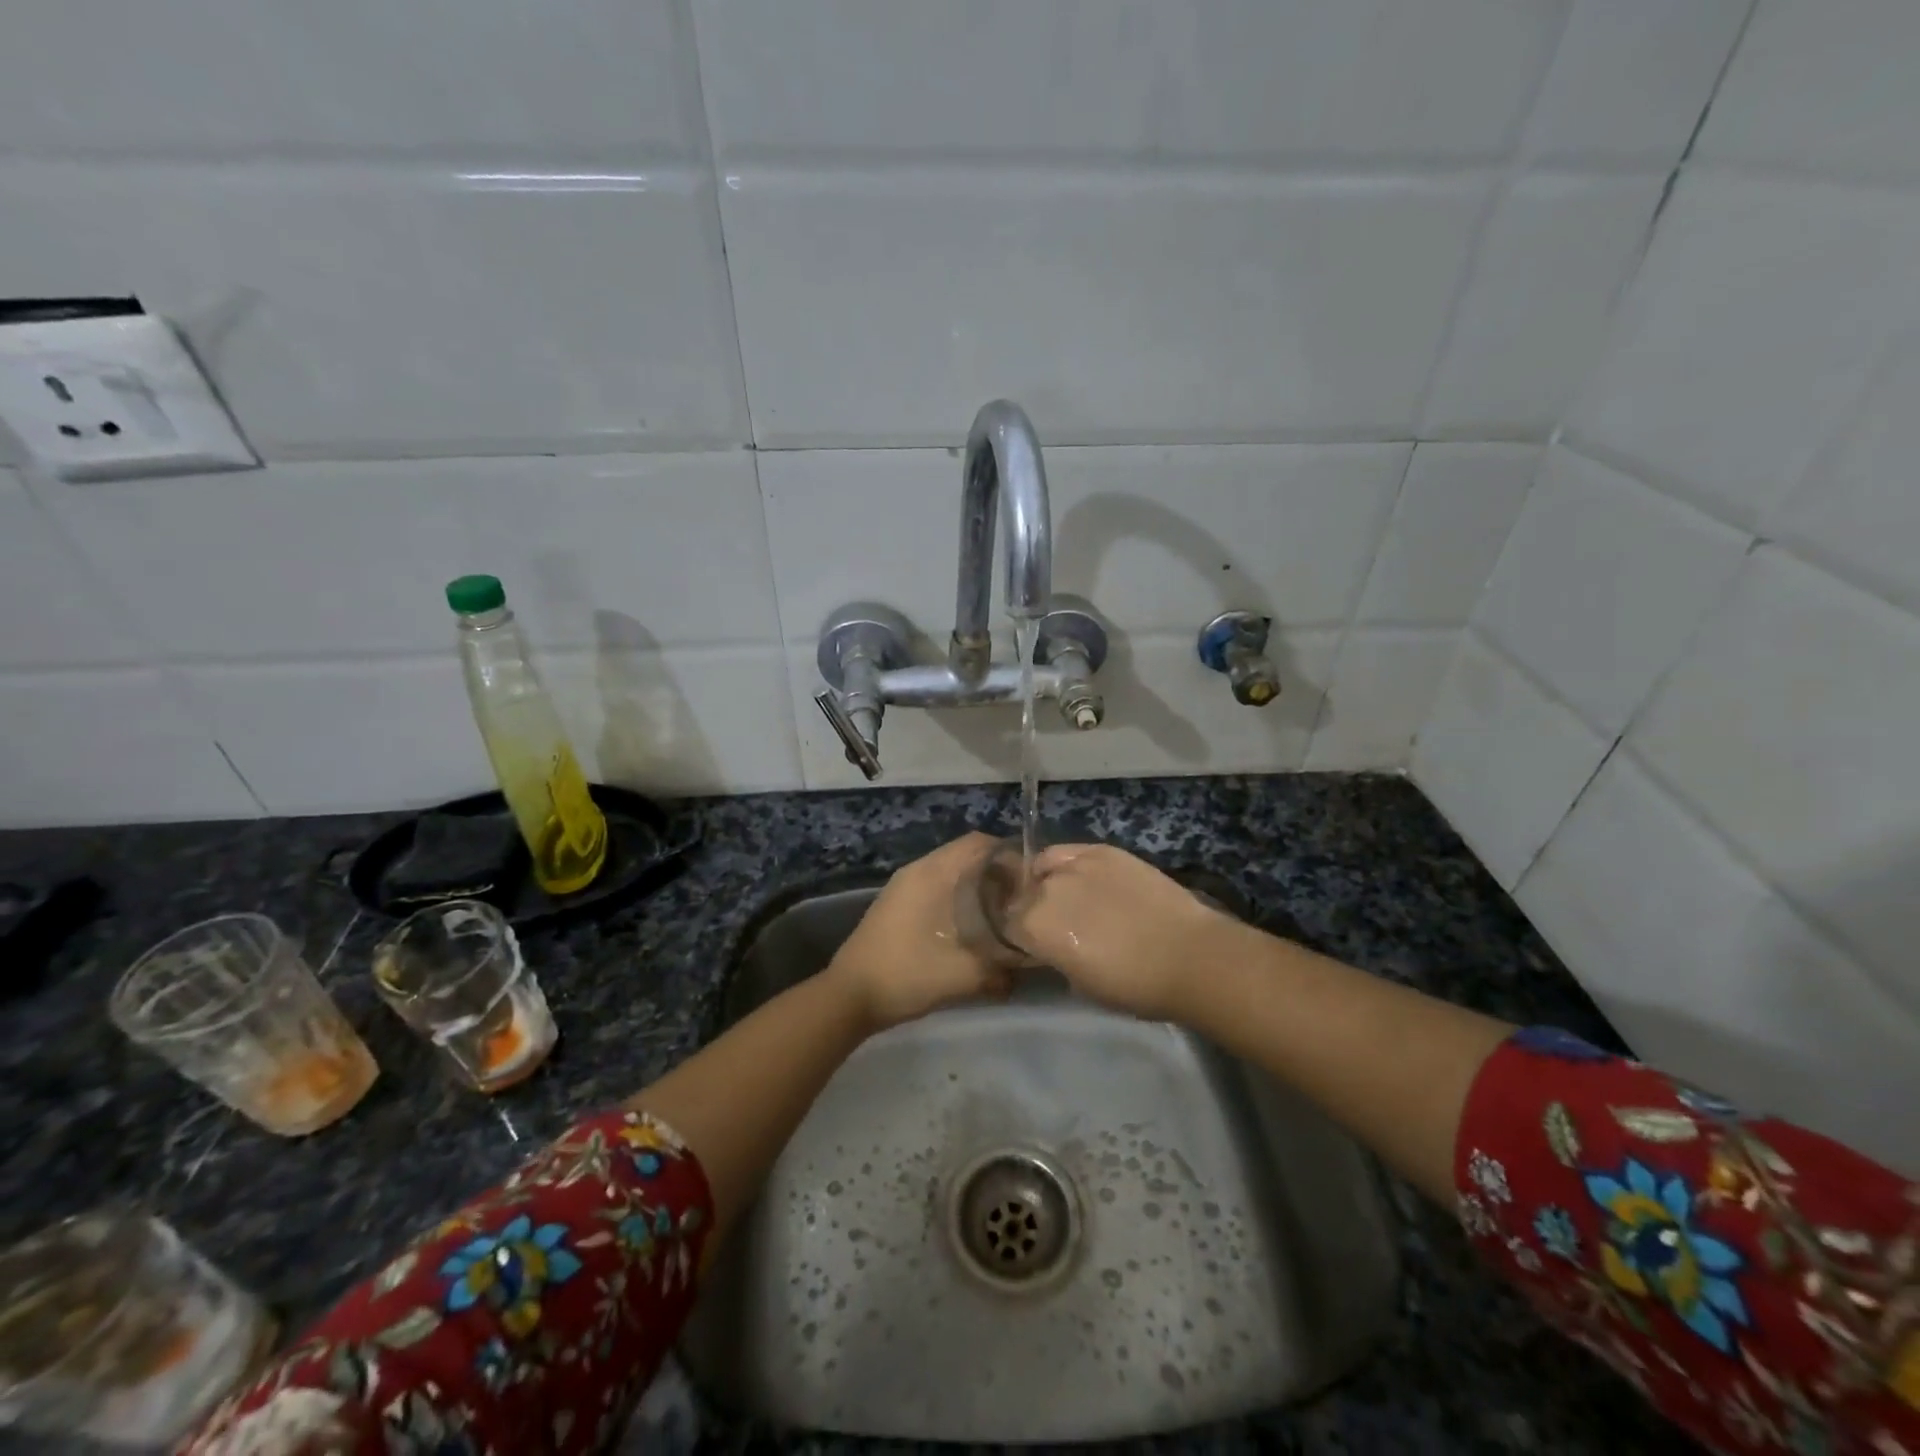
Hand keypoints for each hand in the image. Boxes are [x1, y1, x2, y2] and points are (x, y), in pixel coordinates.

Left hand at [826, 833, 1013, 1030]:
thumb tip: (1029, 962)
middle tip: (1022, 901)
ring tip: (1003, 915)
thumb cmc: (906, 975)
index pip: (980, 843)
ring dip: (979, 887)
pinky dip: (960, 898)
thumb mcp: (963, 975)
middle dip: (999, 873)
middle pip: (968, 855)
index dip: (1012, 857)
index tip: (1032, 883)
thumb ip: (1002, 968)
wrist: (848, 996)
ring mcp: (904, 886)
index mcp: (932, 873)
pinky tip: (972, 927)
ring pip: (952, 872)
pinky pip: (938, 887)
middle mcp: (918, 870)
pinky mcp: (898, 904)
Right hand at [1009, 843, 1240, 1020]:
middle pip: (1023, 894)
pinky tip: (1086, 878)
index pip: (1008, 925)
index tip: (1034, 946)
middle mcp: (1046, 889)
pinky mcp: (1104, 850)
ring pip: (1043, 866)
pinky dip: (1070, 864)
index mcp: (1034, 926)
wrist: (1189, 956)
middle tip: (1055, 925)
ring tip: (1069, 897)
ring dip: (1047, 882)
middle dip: (1032, 908)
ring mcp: (1076, 864)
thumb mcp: (1080, 984)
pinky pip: (1071, 852)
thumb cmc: (1134, 986)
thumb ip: (1055, 957)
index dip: (1019, 937)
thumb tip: (1053, 947)